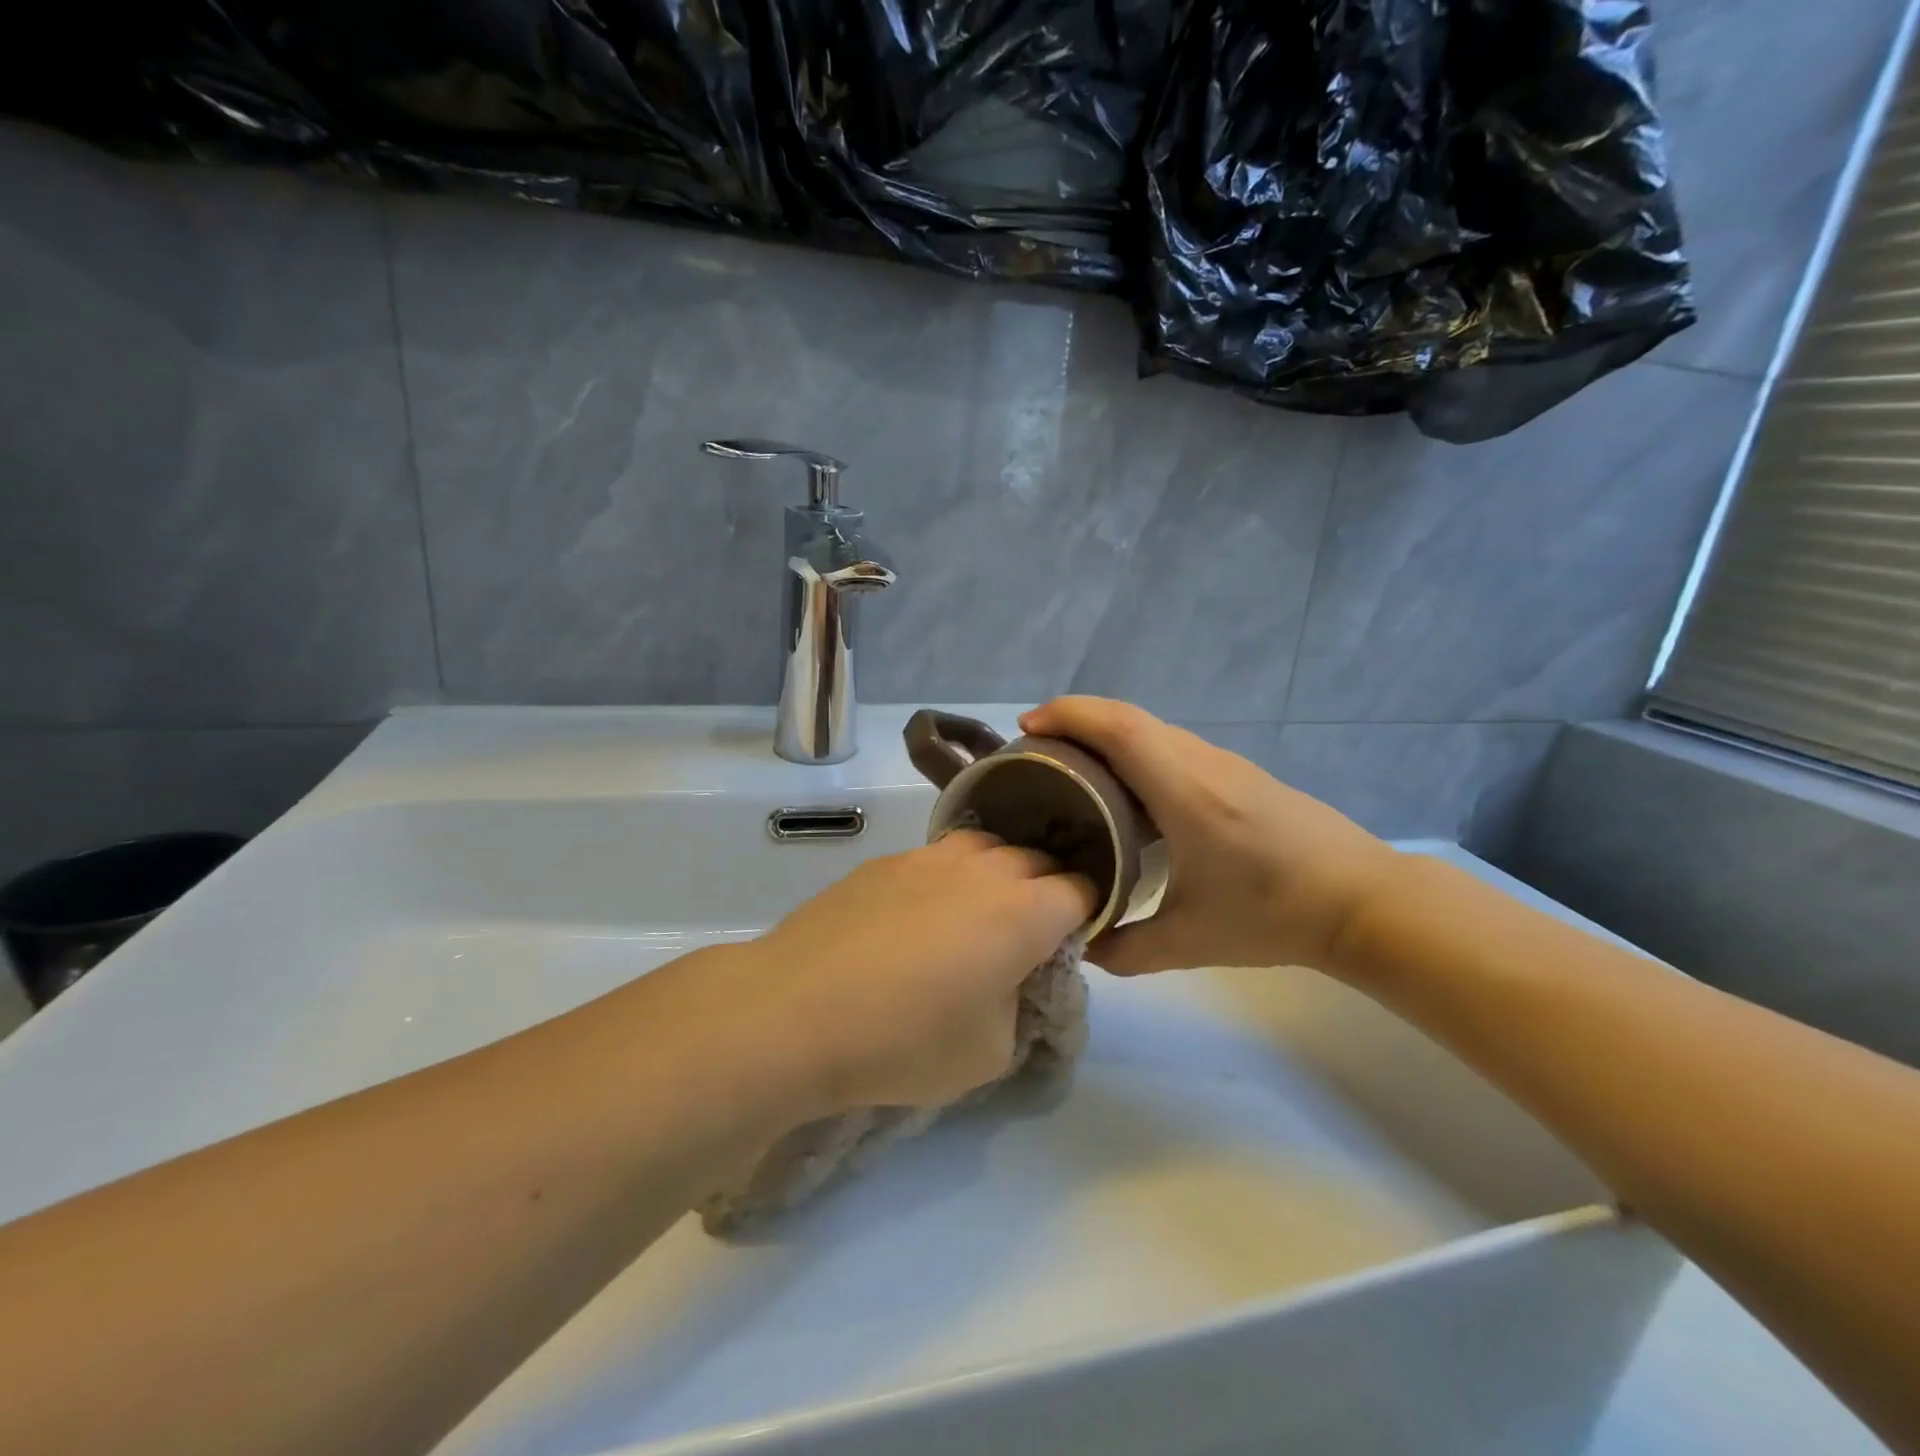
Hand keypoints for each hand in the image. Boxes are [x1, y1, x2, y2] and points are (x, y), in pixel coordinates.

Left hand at [697, 832, 1094, 1115]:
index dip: (1084, 916)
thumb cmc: (904, 1040)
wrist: (795, 1010)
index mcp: (1025, 910)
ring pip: (988, 849)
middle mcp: (985, 867)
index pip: (1082, 891)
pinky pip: (938, 858)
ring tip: (973, 920)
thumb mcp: (990, 1052)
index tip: (1066, 946)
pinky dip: (948, 879)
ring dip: (996, 877)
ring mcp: (931, 855)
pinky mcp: (887, 860)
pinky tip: (917, 920)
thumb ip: (1020, 1004)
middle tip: (1023, 939)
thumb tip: (1009, 977)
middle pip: (1038, 861)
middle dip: (1045, 892)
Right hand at [1019, 697, 1396, 974]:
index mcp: (1183, 790)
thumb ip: (1125, 950)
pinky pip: (1174, 747)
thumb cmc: (1274, 914)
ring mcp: (1225, 765)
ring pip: (1154, 730)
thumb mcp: (1190, 942)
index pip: (1118, 727)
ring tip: (1075, 768)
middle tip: (1038, 750)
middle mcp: (1201, 763)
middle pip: (1129, 717)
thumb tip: (1081, 946)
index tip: (1028, 728)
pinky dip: (1137, 752)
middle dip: (1077, 721)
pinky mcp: (1241, 776)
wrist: (1366, 902)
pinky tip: (1129, 793)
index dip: (1068, 715)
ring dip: (1108, 735)